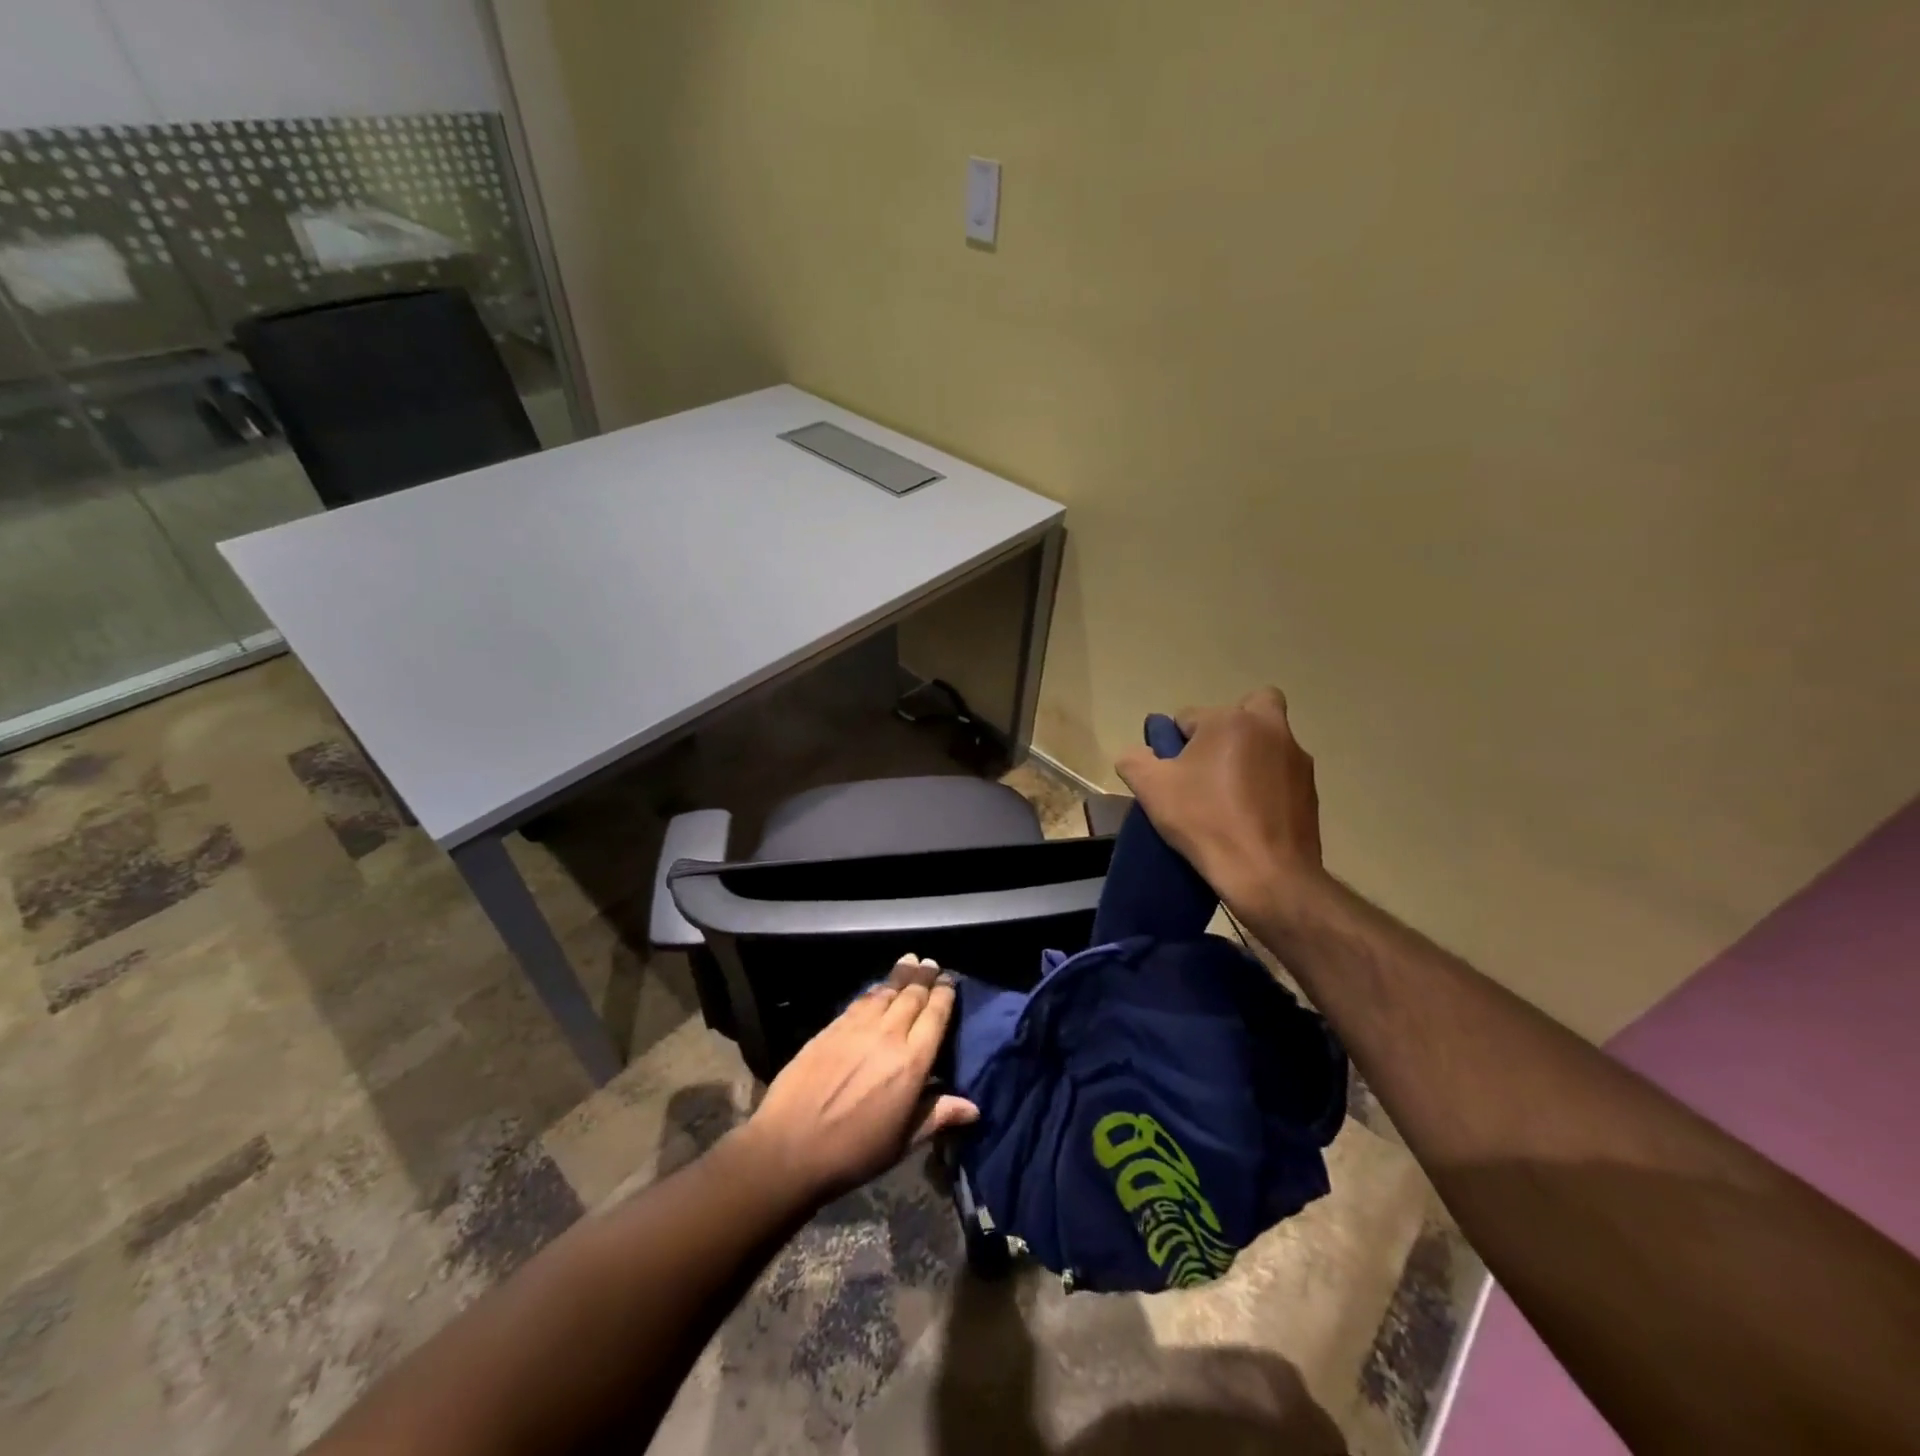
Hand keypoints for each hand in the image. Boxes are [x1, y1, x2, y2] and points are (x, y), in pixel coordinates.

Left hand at [740, 956, 978, 1203]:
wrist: (789, 1147)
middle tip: (931, 963)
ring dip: (900, 975)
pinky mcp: (831, 1028)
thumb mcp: (903, 1142)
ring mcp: (856, 1028)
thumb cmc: (853, 1152)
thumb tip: (974, 1108)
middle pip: (911, 996)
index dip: (944, 994)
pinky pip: (859, 1000)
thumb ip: (937, 1116)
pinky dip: (873, 989)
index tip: (949, 979)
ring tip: (910, 961)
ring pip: (885, 992)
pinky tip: (877, 987)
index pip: (935, 1016)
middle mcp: (888, 1035)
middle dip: (924, 977)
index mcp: (912, 1063)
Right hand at [1114, 687, 1327, 924]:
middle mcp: (1270, 729)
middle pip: (1247, 708)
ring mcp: (1296, 759)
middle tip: (1209, 763)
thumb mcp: (1151, 790)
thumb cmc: (1206, 822)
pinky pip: (1281, 773)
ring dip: (1248, 755)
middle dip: (1228, 727)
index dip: (1174, 744)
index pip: (1188, 716)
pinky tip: (1249, 815)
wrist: (1267, 874)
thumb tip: (1136, 754)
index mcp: (1231, 721)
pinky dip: (1265, 784)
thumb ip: (1134, 760)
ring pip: (1267, 740)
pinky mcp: (1310, 790)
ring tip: (1227, 797)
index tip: (1172, 774)